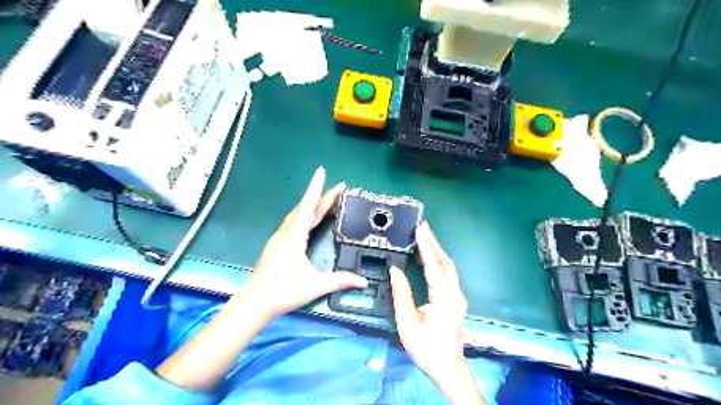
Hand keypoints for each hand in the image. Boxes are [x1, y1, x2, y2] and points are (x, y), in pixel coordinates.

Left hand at [245, 166, 368, 316]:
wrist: (255, 302)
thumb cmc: (284, 291)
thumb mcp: (316, 285)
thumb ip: (340, 280)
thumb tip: (364, 282)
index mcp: (295, 236)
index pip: (308, 206)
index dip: (316, 188)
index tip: (321, 171)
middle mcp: (286, 232)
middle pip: (305, 208)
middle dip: (322, 196)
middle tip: (339, 188)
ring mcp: (279, 238)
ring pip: (297, 214)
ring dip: (313, 205)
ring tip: (327, 200)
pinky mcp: (277, 245)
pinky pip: (293, 222)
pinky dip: (305, 215)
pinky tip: (309, 219)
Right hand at [390, 223, 483, 402]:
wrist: (448, 369)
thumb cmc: (426, 349)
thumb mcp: (407, 323)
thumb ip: (402, 294)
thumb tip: (395, 270)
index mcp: (443, 298)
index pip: (433, 265)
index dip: (426, 245)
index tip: (419, 229)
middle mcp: (454, 293)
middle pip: (444, 262)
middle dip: (433, 242)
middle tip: (423, 226)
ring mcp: (458, 297)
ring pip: (448, 267)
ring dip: (437, 250)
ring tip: (425, 237)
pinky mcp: (456, 301)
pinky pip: (448, 274)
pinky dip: (439, 261)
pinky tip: (430, 258)